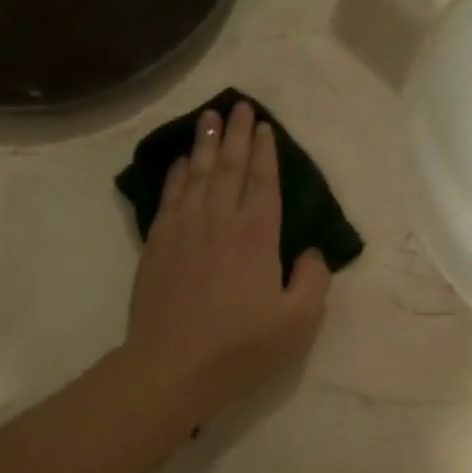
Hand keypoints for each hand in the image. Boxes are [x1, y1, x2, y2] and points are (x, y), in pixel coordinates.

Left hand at [125, 101, 331, 418]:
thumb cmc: (240, 347)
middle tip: (239, 105)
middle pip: (229, 167)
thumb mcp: (298, 322)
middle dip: (236, 134)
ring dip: (205, 142)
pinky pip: (169, 196)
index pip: (263, 182)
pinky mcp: (158, 243)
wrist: (172, 367)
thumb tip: (312, 250)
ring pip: (197, 174)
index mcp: (257, 236)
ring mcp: (184, 229)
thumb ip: (313, 280)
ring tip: (210, 115)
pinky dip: (176, 173)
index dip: (265, 153)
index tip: (264, 127)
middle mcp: (220, 221)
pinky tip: (180, 160)